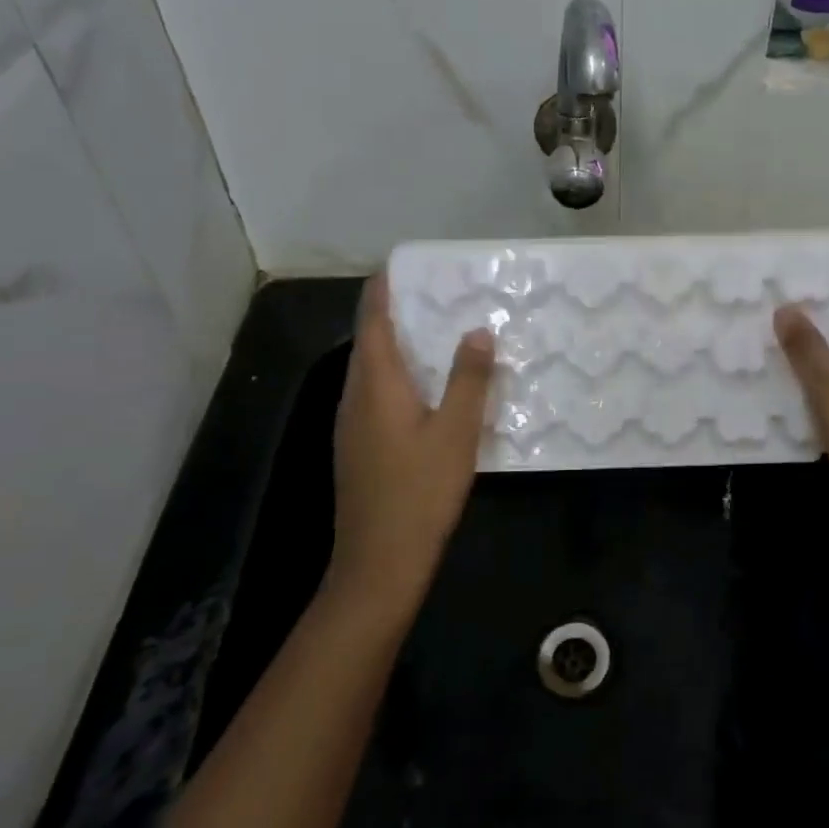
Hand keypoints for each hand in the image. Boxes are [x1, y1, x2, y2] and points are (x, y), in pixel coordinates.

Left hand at [329, 275, 494, 609]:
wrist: (378, 563)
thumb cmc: (420, 492)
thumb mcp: (456, 432)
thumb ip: (468, 378)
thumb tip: (477, 330)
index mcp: (375, 385)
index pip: (372, 320)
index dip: (382, 289)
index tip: (401, 263)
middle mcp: (355, 397)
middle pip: (369, 342)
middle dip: (395, 313)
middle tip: (435, 294)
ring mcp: (351, 425)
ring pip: (371, 370)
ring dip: (397, 346)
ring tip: (435, 333)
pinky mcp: (357, 448)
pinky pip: (374, 395)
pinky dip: (396, 376)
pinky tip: (425, 389)